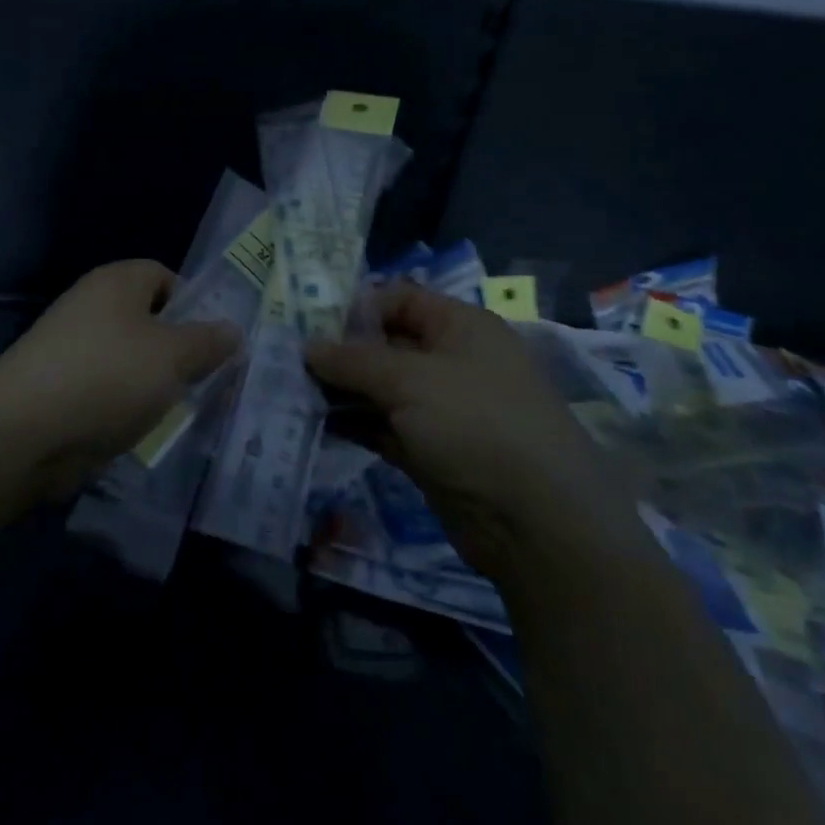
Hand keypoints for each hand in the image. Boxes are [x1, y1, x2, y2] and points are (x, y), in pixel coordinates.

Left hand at [0, 260, 240, 494]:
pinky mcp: (62, 390)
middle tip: (211, 381)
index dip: (194, 303)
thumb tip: (232, 330)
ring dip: (155, 385)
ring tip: (184, 411)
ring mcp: (73, 350)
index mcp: (116, 283)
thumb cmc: (106, 377)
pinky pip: (108, 392)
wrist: (23, 432)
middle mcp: (92, 308)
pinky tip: (145, 431)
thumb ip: (207, 342)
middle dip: (179, 350)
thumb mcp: (172, 356)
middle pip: (148, 321)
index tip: (216, 341)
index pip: (163, 276)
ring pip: (130, 361)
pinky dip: (127, 408)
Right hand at [307, 283, 640, 577]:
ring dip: (341, 390)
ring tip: (292, 392)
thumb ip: (353, 360)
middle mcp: (452, 361)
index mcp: (461, 328)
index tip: (309, 325)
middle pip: (386, 344)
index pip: (399, 300)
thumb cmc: (476, 425)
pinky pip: (383, 426)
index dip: (356, 307)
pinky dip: (353, 423)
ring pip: (380, 388)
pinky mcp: (430, 450)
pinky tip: (314, 423)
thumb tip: (308, 347)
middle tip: (288, 361)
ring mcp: (442, 409)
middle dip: (340, 352)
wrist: (536, 524)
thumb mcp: (410, 381)